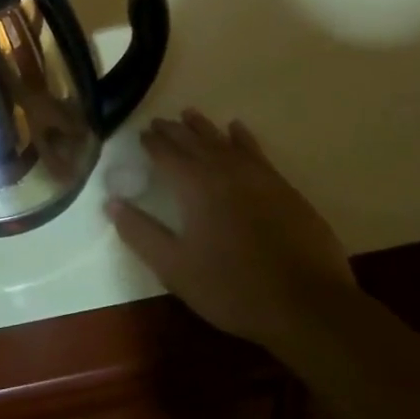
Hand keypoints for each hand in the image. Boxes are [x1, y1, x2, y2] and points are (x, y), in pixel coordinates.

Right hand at [107, 110, 352, 348]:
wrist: (308, 304)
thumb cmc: (232, 288)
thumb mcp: (175, 268)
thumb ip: (141, 233)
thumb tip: (111, 202)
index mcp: (194, 186)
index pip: (166, 154)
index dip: (151, 143)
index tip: (140, 134)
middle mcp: (223, 170)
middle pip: (193, 141)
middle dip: (173, 130)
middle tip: (159, 122)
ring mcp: (257, 176)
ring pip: (223, 141)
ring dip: (204, 127)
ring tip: (189, 114)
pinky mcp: (282, 187)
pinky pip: (255, 150)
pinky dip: (242, 137)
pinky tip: (237, 130)